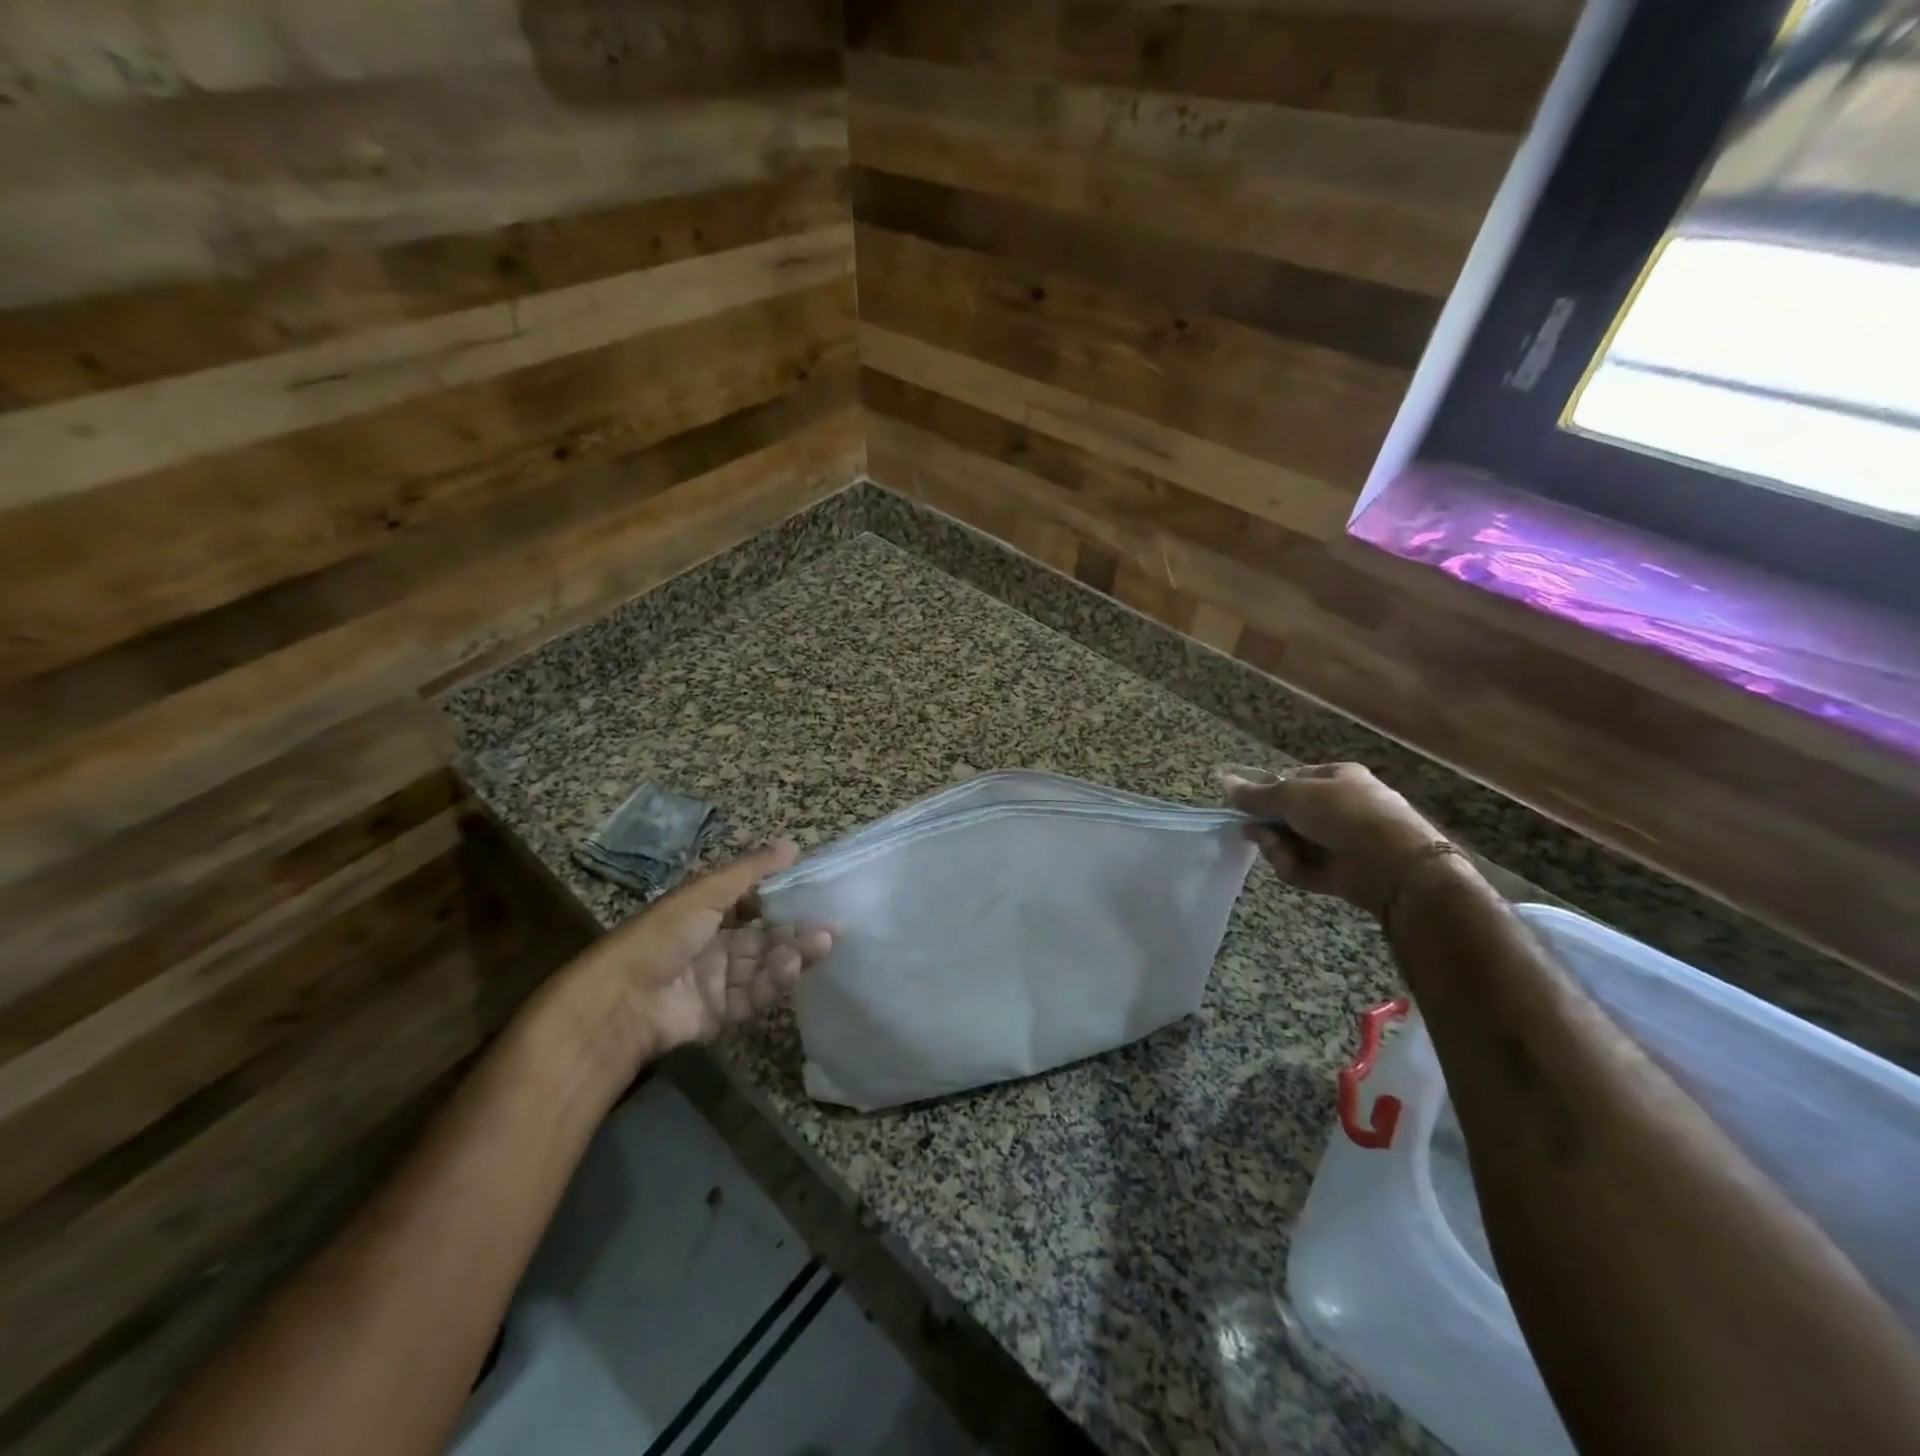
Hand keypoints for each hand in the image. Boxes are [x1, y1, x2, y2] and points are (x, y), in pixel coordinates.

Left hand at [544, 843, 833, 1085]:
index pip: (749, 902)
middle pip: (761, 937)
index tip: (814, 890)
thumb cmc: (662, 935)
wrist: (621, 1002)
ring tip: (824, 943)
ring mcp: (715, 981)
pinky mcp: (718, 1014)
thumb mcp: (705, 892)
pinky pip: (752, 995)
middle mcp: (710, 944)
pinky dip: (774, 981)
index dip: (780, 897)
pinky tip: (793, 967)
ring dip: (792, 953)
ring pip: (762, 965)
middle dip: (795, 930)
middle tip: (832, 924)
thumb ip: (751, 871)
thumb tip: (793, 844)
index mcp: (702, 912)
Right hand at [1222, 763, 1454, 918]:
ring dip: (1277, 848)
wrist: (1393, 863)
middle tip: (1253, 831)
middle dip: (1268, 825)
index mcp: (1338, 778)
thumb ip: (1256, 794)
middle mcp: (1340, 807)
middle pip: (1288, 816)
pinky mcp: (1339, 872)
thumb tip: (1225, 782)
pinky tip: (1293, 867)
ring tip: (1278, 851)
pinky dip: (1294, 867)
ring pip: (1291, 843)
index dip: (1268, 792)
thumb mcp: (1292, 795)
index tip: (1246, 805)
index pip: (1293, 780)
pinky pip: (1304, 867)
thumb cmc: (1342, 813)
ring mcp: (1340, 842)